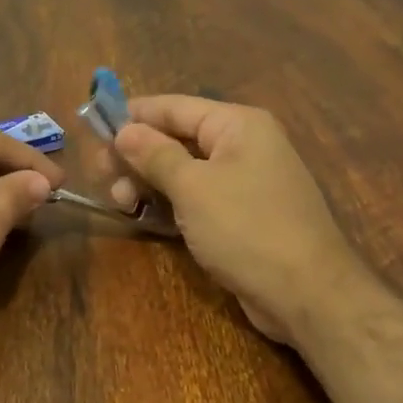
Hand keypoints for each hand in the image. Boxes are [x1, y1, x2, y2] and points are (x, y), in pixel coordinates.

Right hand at [114, 96, 362, 343]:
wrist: (308, 295)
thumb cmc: (247, 228)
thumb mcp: (193, 187)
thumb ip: (155, 155)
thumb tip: (123, 130)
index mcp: (237, 125)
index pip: (174, 107)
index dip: (132, 116)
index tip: (93, 129)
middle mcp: (242, 145)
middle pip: (176, 138)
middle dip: (137, 155)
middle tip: (101, 175)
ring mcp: (243, 182)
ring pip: (183, 171)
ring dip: (148, 182)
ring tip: (120, 202)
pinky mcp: (240, 215)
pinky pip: (196, 198)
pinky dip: (168, 203)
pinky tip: (142, 216)